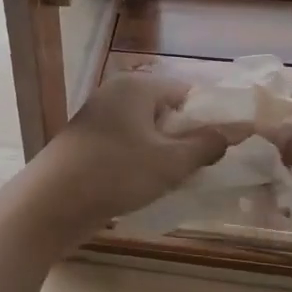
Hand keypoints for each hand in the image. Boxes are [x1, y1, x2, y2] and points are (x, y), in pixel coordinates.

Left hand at [25, 74, 239, 243]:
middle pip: (166, 112)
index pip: (187, 92)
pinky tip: (152, 187)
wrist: (50, 204)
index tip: (228, 146)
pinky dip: (143, 163)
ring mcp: (98, 120)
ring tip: (183, 181)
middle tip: (208, 168)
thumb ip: (208, 144)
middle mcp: (116, 95)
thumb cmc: (115, 174)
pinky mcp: (88, 145)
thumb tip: (240, 128)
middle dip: (188, 138)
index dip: (210, 117)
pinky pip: (128, 147)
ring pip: (147, 132)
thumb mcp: (170, 161)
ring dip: (166, 154)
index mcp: (136, 87)